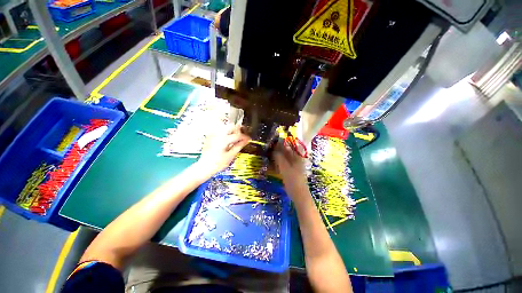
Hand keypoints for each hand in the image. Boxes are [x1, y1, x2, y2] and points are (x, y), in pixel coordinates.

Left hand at [196, 124, 249, 177]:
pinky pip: (220, 130)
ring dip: (232, 131)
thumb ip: (239, 146)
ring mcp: (213, 135)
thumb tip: (245, 141)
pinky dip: (226, 133)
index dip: (245, 137)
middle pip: (231, 126)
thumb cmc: (217, 164)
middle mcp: (217, 134)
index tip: (248, 138)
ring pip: (225, 127)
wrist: (204, 167)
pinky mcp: (210, 137)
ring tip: (235, 139)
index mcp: (223, 139)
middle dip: (238, 130)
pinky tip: (228, 140)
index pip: (238, 135)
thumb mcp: (231, 156)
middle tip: (242, 137)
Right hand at [272, 140, 308, 199]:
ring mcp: (295, 166)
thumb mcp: (285, 168)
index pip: (288, 147)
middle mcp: (296, 160)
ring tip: (270, 153)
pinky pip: (285, 164)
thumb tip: (274, 149)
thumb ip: (279, 158)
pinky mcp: (292, 171)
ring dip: (279, 155)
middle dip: (279, 149)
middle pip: (287, 152)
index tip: (273, 142)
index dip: (281, 143)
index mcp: (297, 157)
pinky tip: (275, 162)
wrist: (299, 195)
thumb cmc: (293, 181)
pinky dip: (280, 162)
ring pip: (286, 158)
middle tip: (270, 148)